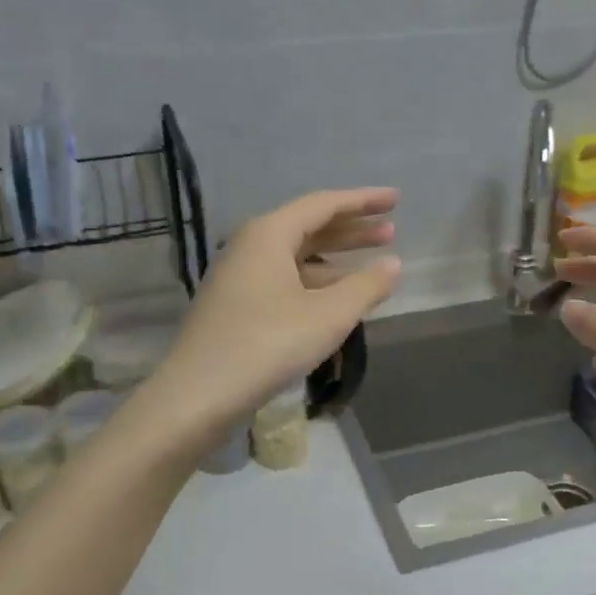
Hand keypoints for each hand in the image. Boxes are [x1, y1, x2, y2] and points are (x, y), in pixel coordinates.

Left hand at [150, 189, 401, 443]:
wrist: (199, 394)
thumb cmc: (268, 345)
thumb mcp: (329, 316)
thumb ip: (366, 286)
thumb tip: (393, 264)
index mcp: (269, 234)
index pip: (324, 204)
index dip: (363, 201)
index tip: (395, 200)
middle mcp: (250, 246)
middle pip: (308, 228)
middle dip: (351, 230)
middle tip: (391, 232)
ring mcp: (239, 277)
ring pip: (296, 257)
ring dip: (335, 260)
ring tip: (371, 268)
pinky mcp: (236, 306)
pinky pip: (284, 281)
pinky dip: (315, 284)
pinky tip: (335, 301)